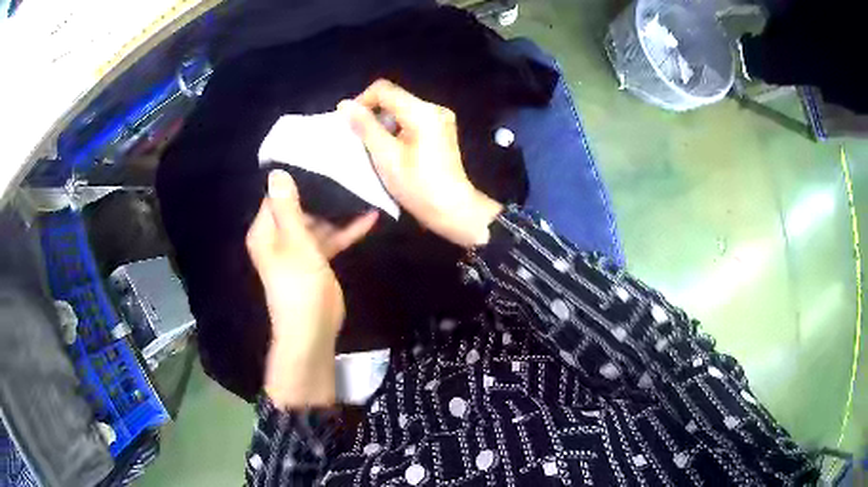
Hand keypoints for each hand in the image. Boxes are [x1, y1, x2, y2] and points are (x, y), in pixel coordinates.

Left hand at [246, 170, 376, 407]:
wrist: (312, 329)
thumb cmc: (298, 284)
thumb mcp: (294, 241)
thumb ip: (288, 207)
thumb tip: (276, 173)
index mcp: (266, 231)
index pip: (277, 195)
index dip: (295, 177)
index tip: (317, 156)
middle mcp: (280, 236)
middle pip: (300, 206)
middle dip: (321, 192)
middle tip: (345, 166)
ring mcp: (300, 248)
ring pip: (318, 222)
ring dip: (338, 211)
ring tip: (361, 186)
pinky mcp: (318, 260)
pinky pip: (331, 239)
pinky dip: (347, 230)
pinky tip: (370, 216)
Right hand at [337, 79, 502, 247]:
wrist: (453, 209)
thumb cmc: (418, 186)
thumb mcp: (386, 156)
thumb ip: (365, 127)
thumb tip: (345, 105)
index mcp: (422, 111)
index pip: (384, 89)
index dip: (361, 101)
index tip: (348, 123)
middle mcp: (434, 108)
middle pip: (394, 98)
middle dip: (372, 114)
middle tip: (359, 138)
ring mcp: (441, 119)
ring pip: (402, 110)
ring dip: (384, 124)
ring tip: (374, 147)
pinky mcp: (442, 131)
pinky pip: (413, 121)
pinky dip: (397, 130)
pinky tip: (392, 150)